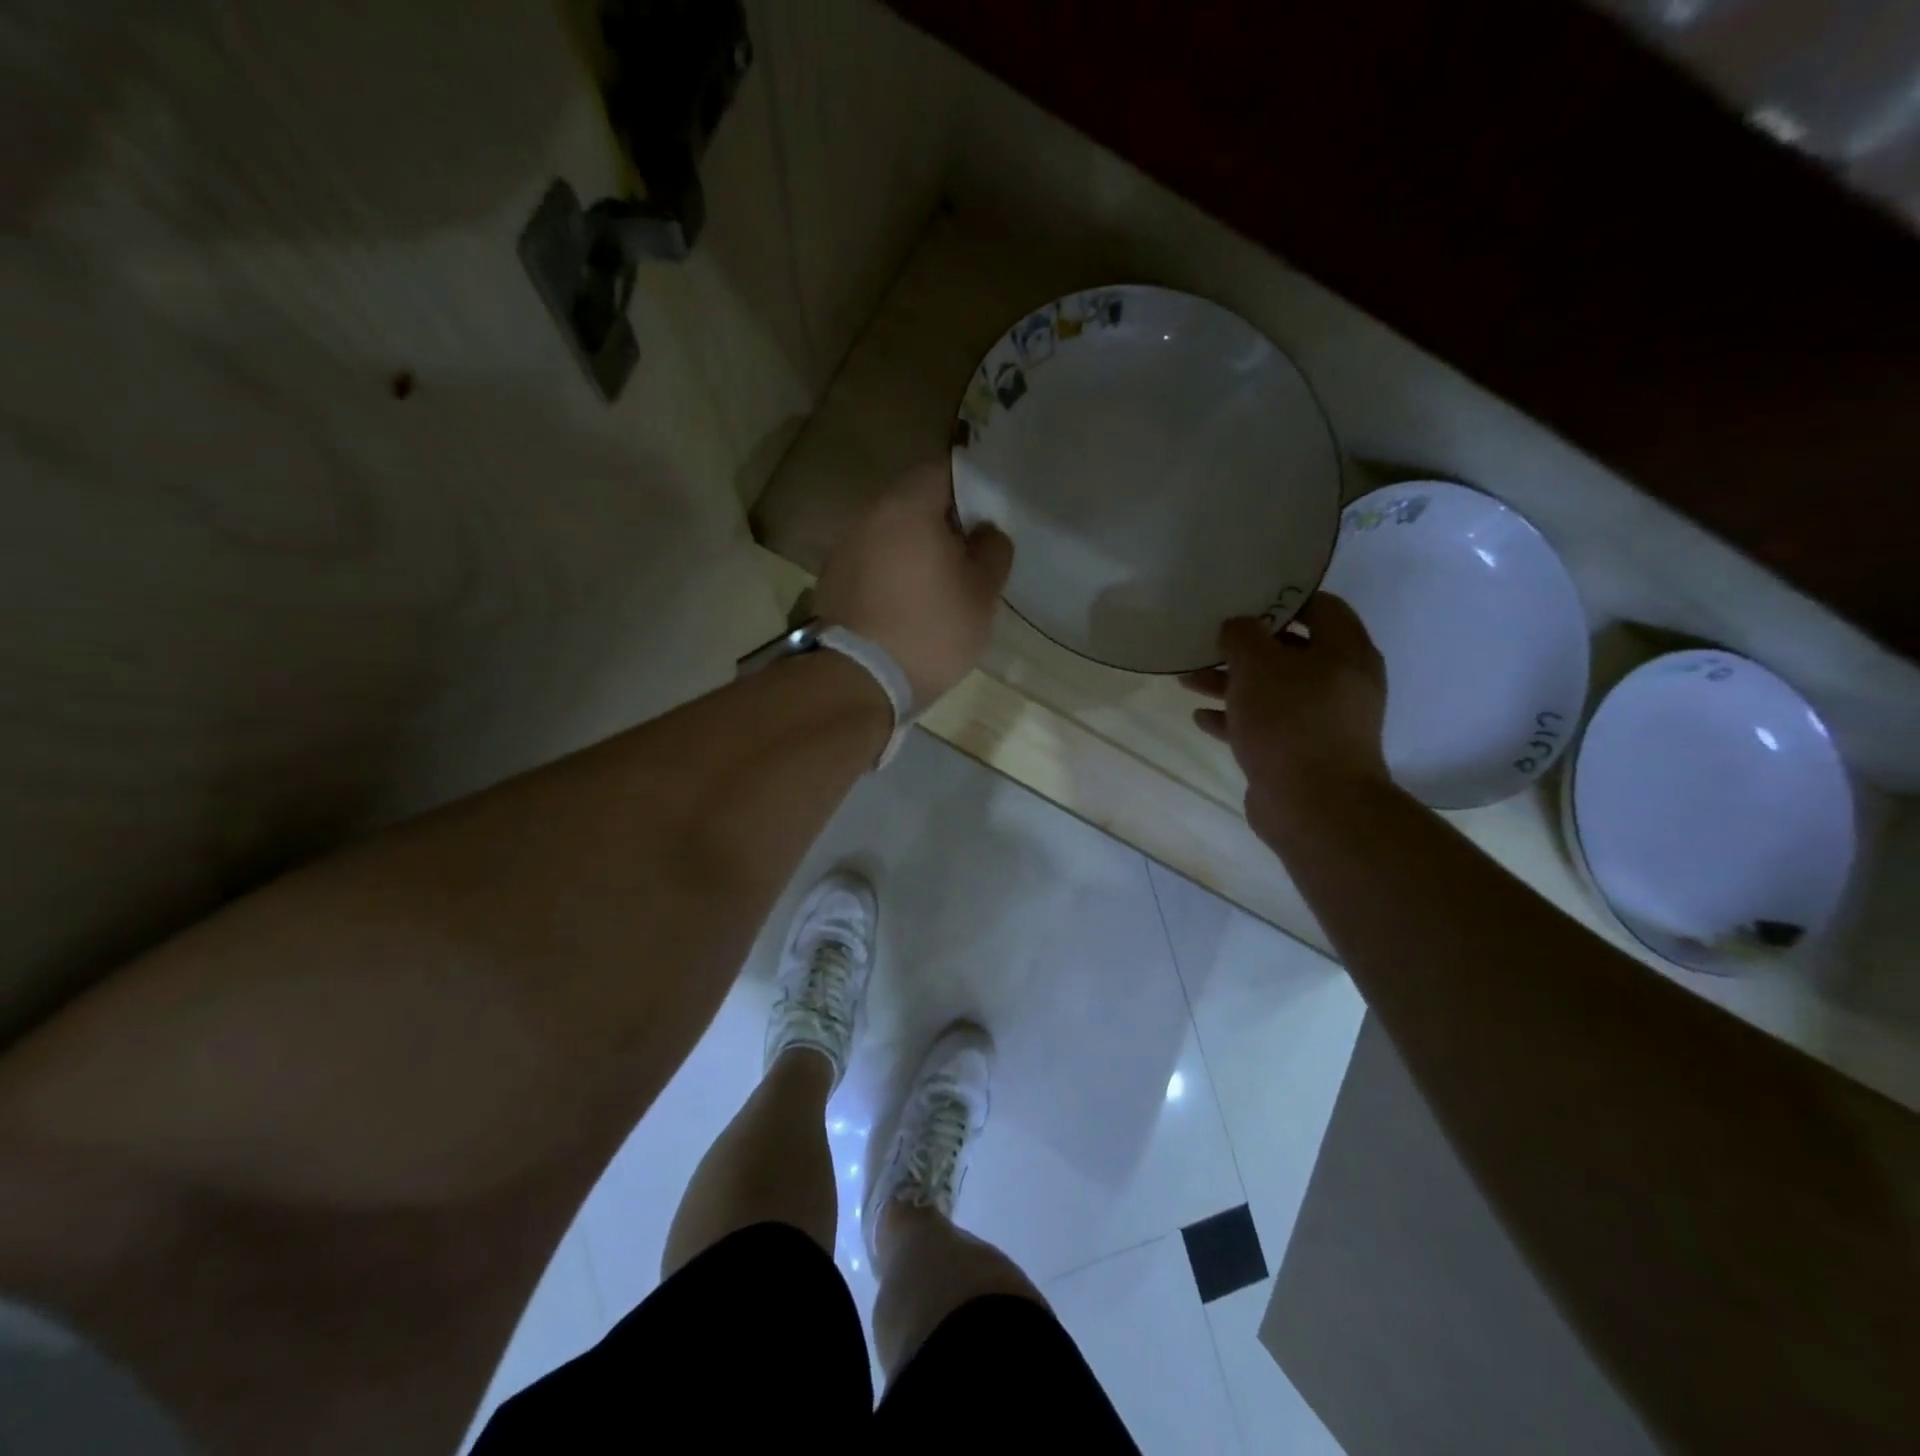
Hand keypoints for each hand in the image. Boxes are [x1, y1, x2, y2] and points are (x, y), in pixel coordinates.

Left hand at [814, 463, 1013, 706]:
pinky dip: (892, 574)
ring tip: (940, 582)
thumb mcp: (982, 593)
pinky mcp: (832, 583)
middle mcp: (869, 516)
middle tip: (970, 551)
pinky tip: (908, 604)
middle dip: (943, 522)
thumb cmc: (930, 630)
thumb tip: (985, 531)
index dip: (971, 488)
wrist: (858, 680)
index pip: (943, 471)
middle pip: (913, 502)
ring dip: (914, 550)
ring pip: (890, 535)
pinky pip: (872, 564)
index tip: (988, 515)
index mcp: (907, 506)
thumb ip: (992, 551)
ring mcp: (844, 549)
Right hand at [1181, 594, 1390, 833]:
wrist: (1314, 805)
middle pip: (1289, 651)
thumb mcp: (1257, 664)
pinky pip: (1264, 725)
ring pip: (1271, 690)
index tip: (1243, 600)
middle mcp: (1340, 682)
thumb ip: (1242, 635)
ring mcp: (1321, 721)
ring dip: (1231, 684)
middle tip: (1207, 641)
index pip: (1320, 606)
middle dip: (1244, 648)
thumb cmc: (1290, 721)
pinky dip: (1235, 718)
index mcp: (1345, 651)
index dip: (1282, 599)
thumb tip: (1237, 627)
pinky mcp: (1300, 752)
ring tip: (1188, 680)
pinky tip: (1201, 718)